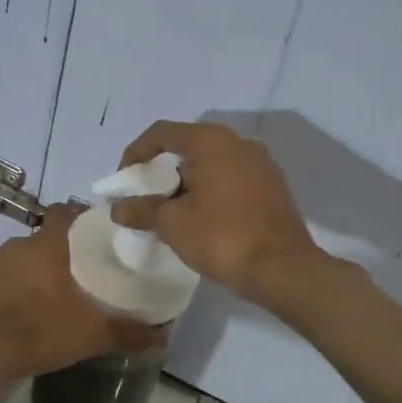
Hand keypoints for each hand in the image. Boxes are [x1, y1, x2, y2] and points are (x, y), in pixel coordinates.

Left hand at [0, 203, 163, 378]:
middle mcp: (18, 244)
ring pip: (18, 258)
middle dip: (57, 252)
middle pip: (44, 238)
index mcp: (48, 245)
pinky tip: (12, 311)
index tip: (94, 235)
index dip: (80, 218)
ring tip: (43, 298)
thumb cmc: (41, 332)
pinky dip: (5, 288)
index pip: (66, 211)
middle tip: (74, 277)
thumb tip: (164, 335)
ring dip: (30, 271)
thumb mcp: (92, 335)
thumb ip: (130, 332)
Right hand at [111, 122, 322, 302]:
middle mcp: (239, 143)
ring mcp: (261, 165)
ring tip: (171, 213)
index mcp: (212, 141)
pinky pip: (231, 181)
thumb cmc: (222, 237)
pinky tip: (201, 221)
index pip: (162, 132)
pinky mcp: (273, 188)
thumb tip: (118, 208)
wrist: (283, 269)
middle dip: (162, 171)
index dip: (136, 152)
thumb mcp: (173, 224)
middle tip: (146, 198)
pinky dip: (210, 193)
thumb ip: (142, 210)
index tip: (124, 179)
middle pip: (189, 147)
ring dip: (187, 184)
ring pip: (212, 165)